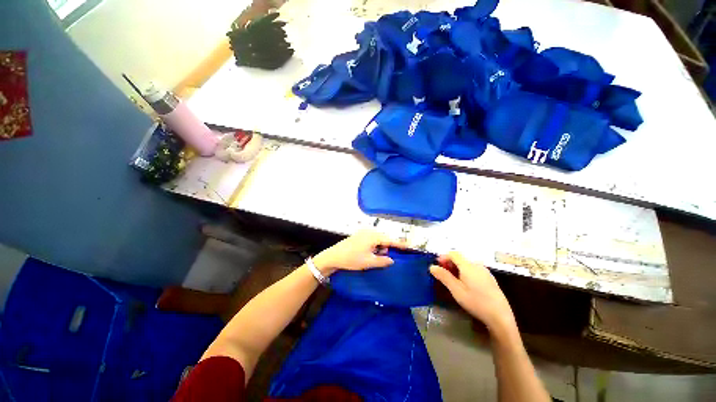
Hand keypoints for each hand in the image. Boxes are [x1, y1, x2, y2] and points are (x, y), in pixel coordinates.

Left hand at [313, 230, 406, 275]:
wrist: (334, 256)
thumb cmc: (351, 258)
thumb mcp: (369, 262)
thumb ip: (383, 260)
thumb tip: (392, 260)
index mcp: (373, 236)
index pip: (390, 240)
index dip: (400, 244)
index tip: (409, 246)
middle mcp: (369, 231)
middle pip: (384, 239)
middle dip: (386, 249)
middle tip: (385, 259)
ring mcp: (363, 233)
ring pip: (377, 240)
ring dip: (379, 248)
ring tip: (373, 258)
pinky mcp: (359, 236)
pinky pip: (371, 240)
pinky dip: (373, 247)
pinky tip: (368, 254)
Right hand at [430, 252, 516, 334]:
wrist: (500, 316)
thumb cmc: (476, 302)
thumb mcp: (456, 290)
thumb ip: (444, 276)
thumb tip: (432, 266)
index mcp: (468, 266)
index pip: (453, 254)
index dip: (443, 257)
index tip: (437, 265)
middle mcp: (477, 265)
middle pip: (460, 258)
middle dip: (449, 263)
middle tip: (443, 274)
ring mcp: (485, 271)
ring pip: (467, 264)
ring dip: (457, 268)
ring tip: (452, 280)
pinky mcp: (490, 279)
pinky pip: (474, 270)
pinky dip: (466, 272)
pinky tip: (465, 284)